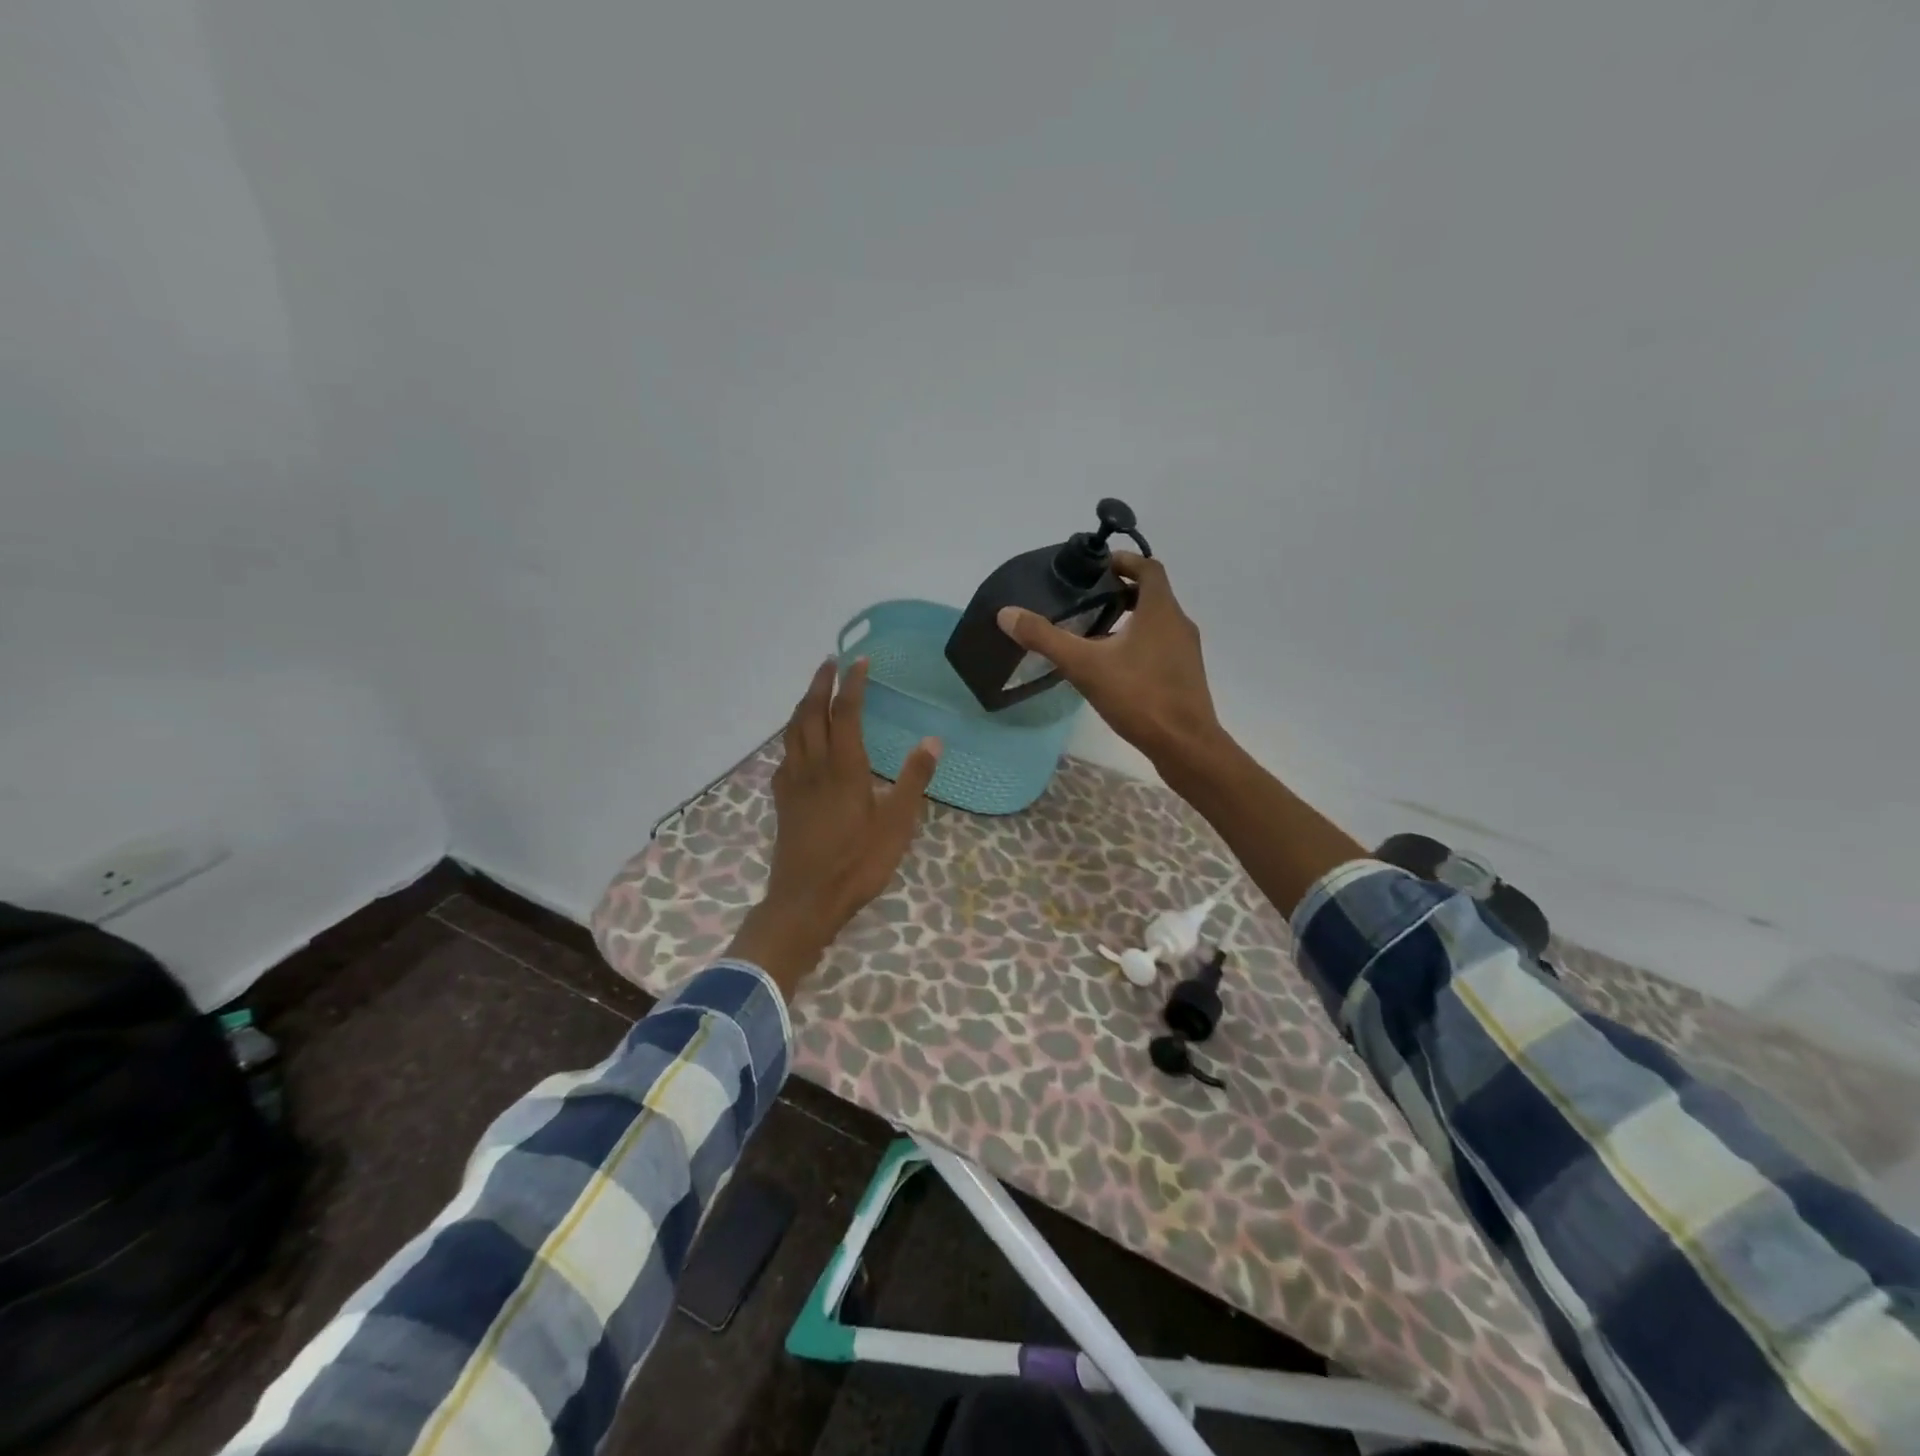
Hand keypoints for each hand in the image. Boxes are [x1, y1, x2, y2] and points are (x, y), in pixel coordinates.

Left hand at [727, 658, 941, 997]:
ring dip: (803, 705)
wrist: (806, 900)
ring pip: (792, 731)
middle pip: (810, 713)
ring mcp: (793, 783)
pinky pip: (785, 755)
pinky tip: (798, 744)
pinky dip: (792, 736)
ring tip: (813, 692)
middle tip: (829, 662)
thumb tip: (933, 740)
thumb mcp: (896, 824)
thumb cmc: (857, 863)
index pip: (845, 712)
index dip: (852, 683)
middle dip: (819, 684)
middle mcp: (813, 766)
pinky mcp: (782, 800)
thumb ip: (914, 780)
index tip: (859, 660)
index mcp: (844, 767)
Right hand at [996, 552, 1222, 769]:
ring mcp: (1186, 651)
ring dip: (1130, 619)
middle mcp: (1178, 623)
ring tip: (1095, 634)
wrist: (1185, 745)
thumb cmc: (1139, 696)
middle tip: (1088, 600)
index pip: (1148, 567)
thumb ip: (1046, 638)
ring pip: (1157, 622)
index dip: (1123, 561)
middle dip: (1121, 592)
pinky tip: (1114, 667)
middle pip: (1152, 594)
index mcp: (1160, 610)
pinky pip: (1161, 646)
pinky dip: (1139, 644)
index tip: (1097, 567)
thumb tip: (1006, 613)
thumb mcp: (1085, 666)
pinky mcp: (1186, 675)